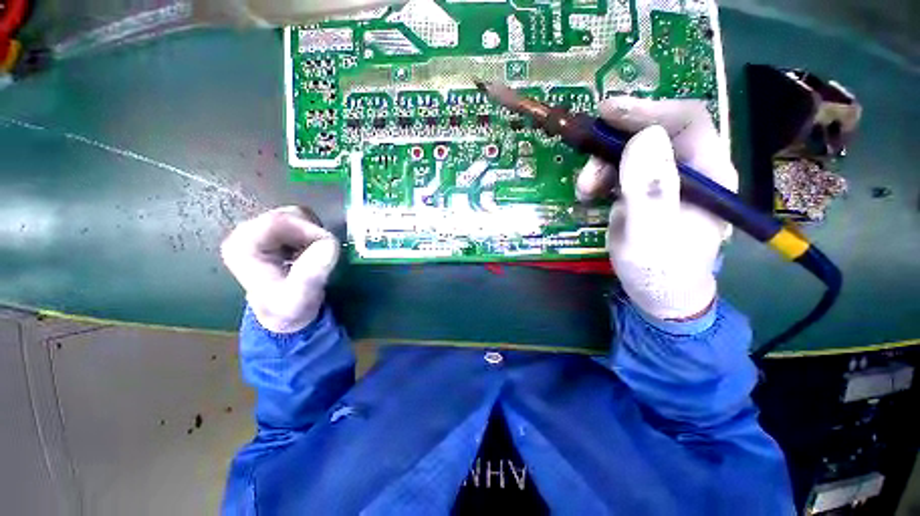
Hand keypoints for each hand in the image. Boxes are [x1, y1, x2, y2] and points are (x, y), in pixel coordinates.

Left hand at [221, 206, 339, 332]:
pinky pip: (300, 221)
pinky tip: (309, 251)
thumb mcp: (299, 298)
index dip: (310, 229)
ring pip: (297, 215)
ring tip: (313, 254)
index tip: (327, 246)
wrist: (284, 314)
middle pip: (289, 214)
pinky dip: (311, 233)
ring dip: (313, 232)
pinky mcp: (272, 232)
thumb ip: (311, 274)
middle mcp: (246, 232)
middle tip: (320, 253)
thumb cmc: (288, 309)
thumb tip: (329, 245)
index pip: (281, 220)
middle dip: (312, 232)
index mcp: (243, 245)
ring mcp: (258, 230)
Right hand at [576, 97, 738, 320]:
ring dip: (602, 164)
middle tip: (586, 164)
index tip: (607, 112)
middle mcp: (692, 170)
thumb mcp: (649, 234)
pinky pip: (623, 170)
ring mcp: (668, 181)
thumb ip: (649, 189)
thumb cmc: (659, 269)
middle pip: (654, 134)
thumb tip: (644, 137)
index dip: (647, 110)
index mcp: (708, 174)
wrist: (660, 294)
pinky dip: (602, 176)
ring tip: (584, 190)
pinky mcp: (648, 191)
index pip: (686, 120)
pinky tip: (590, 194)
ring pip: (632, 152)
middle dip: (614, 144)